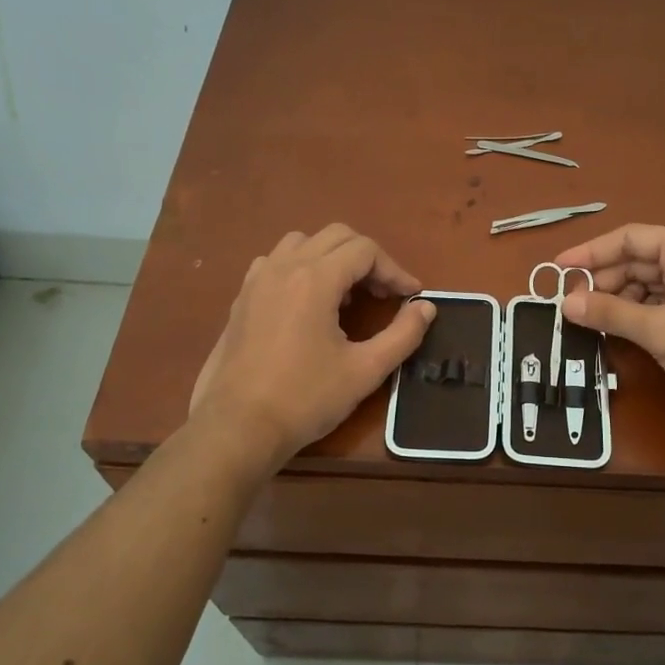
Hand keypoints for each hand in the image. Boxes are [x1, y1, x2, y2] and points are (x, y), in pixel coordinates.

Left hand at [189, 225, 434, 467]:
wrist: (238, 427)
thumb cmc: (306, 398)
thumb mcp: (365, 370)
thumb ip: (403, 334)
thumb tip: (426, 307)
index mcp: (315, 279)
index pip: (365, 250)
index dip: (395, 270)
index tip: (410, 297)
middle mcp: (285, 267)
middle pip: (336, 237)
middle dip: (368, 259)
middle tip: (384, 294)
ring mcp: (258, 280)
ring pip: (302, 242)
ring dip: (332, 258)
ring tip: (346, 295)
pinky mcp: (242, 299)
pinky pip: (275, 262)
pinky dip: (300, 267)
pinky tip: (307, 302)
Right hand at [555, 225, 664, 425]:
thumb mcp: (659, 330)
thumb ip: (609, 313)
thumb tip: (565, 303)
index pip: (630, 238)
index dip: (591, 252)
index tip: (558, 269)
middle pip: (638, 261)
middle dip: (604, 281)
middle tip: (572, 305)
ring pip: (648, 285)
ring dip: (619, 301)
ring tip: (590, 320)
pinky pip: (661, 305)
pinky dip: (638, 315)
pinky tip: (618, 330)